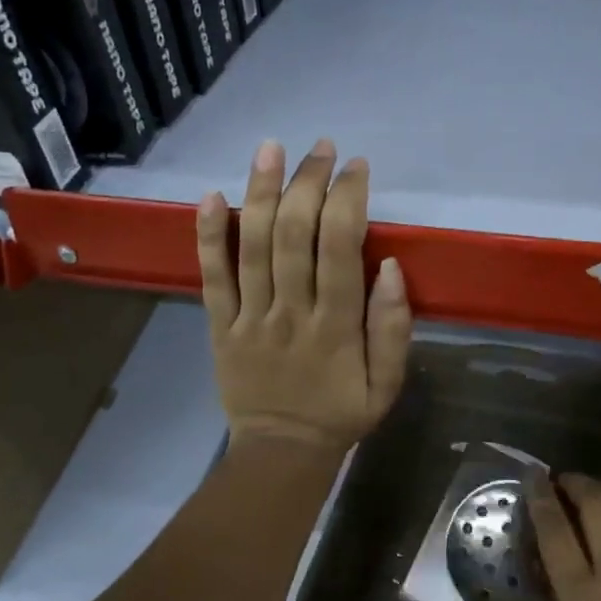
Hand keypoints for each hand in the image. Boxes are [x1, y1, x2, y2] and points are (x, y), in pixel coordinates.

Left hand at [196, 138, 411, 451]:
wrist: (281, 452)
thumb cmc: (341, 412)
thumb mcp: (388, 383)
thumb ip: (393, 327)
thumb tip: (393, 267)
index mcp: (336, 325)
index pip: (341, 248)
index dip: (348, 199)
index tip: (357, 167)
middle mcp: (290, 312)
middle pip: (294, 234)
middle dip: (308, 183)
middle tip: (320, 148)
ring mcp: (249, 317)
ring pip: (251, 245)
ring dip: (260, 191)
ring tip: (270, 148)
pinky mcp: (218, 326)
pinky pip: (211, 276)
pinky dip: (207, 235)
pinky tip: (209, 194)